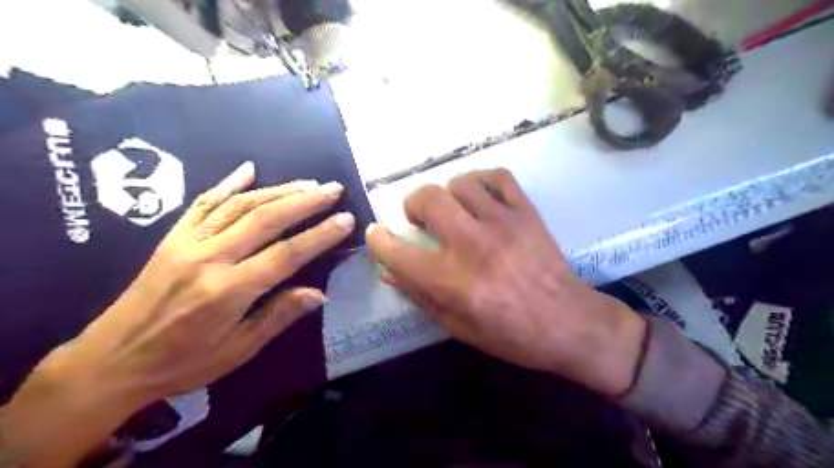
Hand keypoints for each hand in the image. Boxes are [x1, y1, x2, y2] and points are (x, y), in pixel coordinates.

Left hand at [0, 161, 354, 467]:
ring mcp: (188, 243)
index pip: (287, 254)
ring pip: (239, 205)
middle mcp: (209, 258)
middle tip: (333, 188)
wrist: (110, 361)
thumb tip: (318, 293)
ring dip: (277, 190)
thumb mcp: (237, 350)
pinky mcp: (173, 238)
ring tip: (307, 183)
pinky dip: (228, 183)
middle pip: (266, 219)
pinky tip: (249, 169)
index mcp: (228, 291)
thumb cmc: (182, 363)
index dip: (320, 235)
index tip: (346, 219)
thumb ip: (278, 316)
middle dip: (305, 201)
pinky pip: (203, 203)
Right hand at [368, 170, 647, 397]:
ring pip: (460, 183)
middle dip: (413, 204)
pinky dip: (481, 181)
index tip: (377, 234)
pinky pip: (498, 176)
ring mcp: (503, 223)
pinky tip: (480, 197)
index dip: (379, 240)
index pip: (399, 252)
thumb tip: (387, 270)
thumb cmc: (510, 333)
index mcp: (452, 281)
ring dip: (448, 194)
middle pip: (428, 199)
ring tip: (453, 210)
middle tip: (419, 219)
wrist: (568, 322)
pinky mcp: (526, 212)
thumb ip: (419, 294)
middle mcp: (472, 245)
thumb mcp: (457, 325)